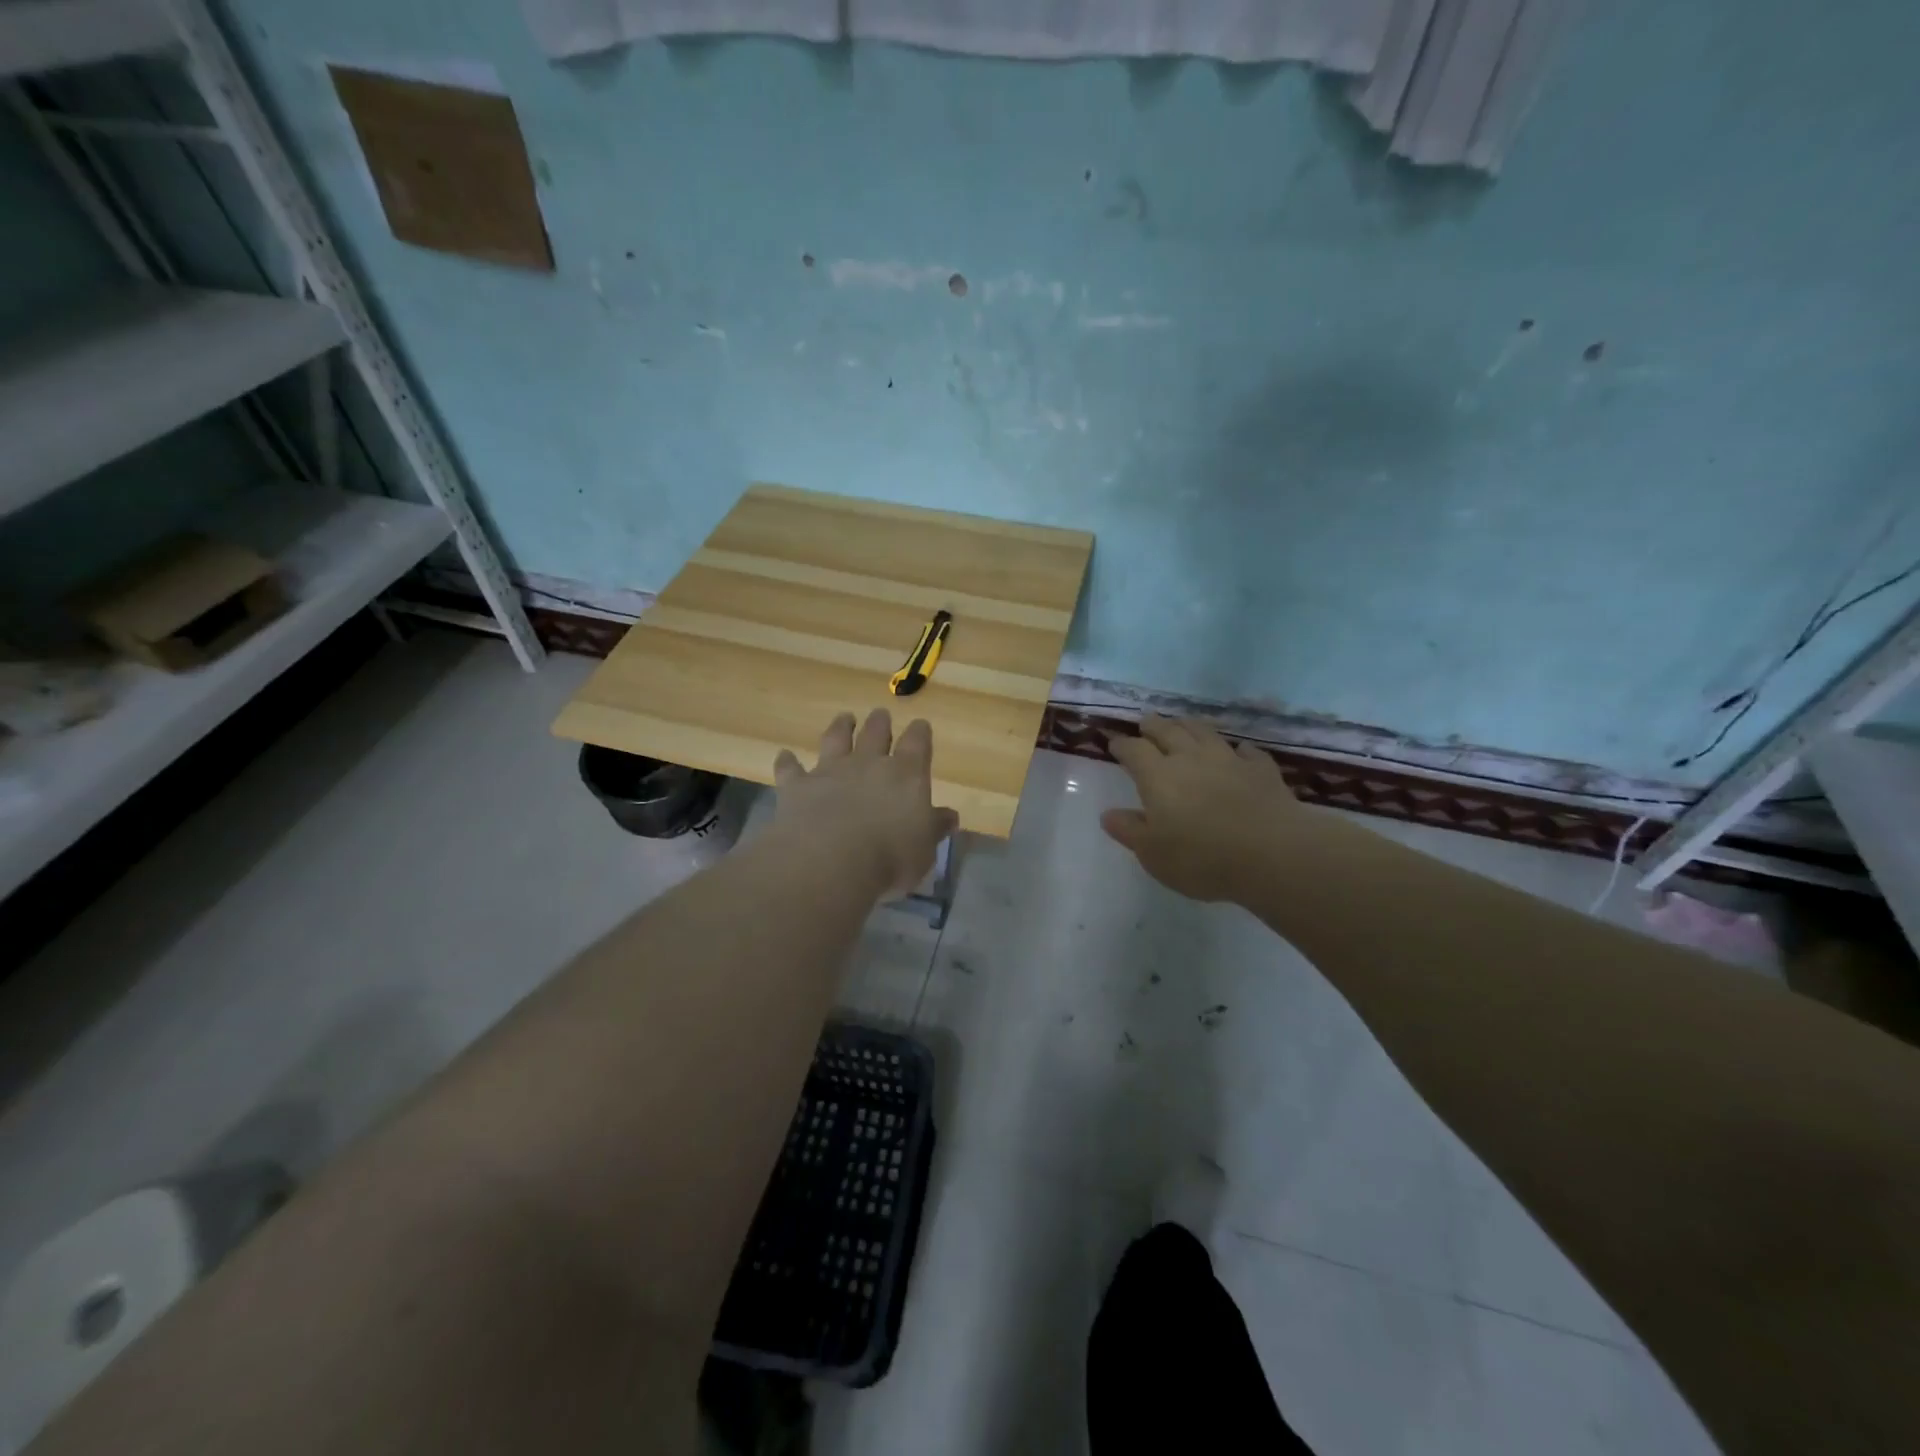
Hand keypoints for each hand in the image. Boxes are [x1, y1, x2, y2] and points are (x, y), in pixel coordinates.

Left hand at [773, 709, 959, 901]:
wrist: (830, 861)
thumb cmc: (889, 858)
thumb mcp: (924, 850)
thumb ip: (934, 828)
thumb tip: (950, 816)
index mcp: (906, 774)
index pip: (917, 743)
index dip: (920, 733)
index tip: (921, 725)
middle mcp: (868, 764)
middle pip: (876, 733)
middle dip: (880, 722)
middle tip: (880, 714)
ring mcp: (830, 771)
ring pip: (836, 739)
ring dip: (840, 727)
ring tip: (844, 718)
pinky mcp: (797, 786)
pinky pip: (790, 768)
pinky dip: (787, 762)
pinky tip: (784, 756)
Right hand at [1102, 714, 1305, 902]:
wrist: (1272, 854)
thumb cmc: (1201, 857)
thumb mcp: (1153, 853)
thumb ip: (1130, 831)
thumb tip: (1108, 814)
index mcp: (1158, 776)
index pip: (1134, 750)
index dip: (1123, 745)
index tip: (1115, 744)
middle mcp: (1190, 758)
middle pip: (1168, 731)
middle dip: (1153, 726)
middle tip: (1146, 723)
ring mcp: (1229, 760)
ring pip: (1204, 733)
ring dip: (1189, 726)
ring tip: (1182, 724)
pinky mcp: (1261, 770)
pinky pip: (1246, 752)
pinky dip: (1237, 749)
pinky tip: (1238, 752)